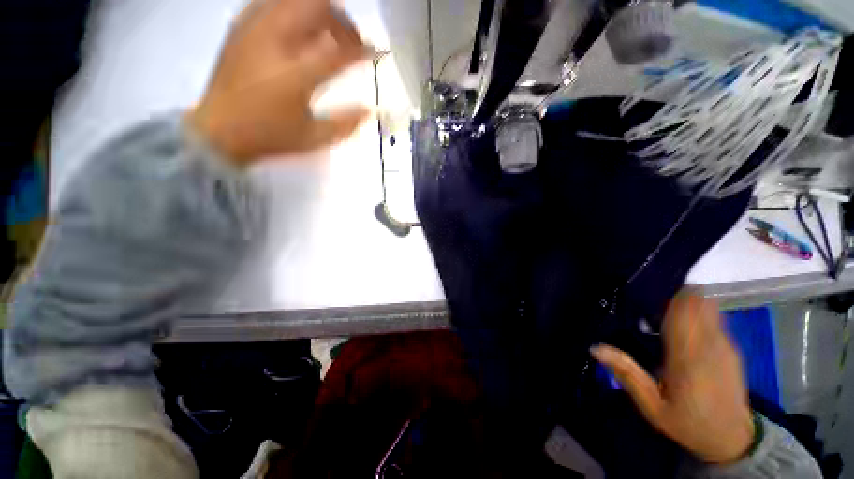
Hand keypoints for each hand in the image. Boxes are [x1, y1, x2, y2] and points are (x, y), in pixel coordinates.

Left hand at [187, 0, 372, 163]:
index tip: (377, 52)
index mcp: (297, 74)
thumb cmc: (269, 137)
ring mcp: (255, 29)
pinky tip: (298, 29)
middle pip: (317, 6)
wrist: (217, 131)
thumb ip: (345, 123)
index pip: (340, 51)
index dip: (363, 49)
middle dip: (341, 20)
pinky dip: (292, 9)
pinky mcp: (241, 27)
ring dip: (318, 10)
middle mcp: (275, 41)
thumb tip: (370, 111)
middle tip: (349, 41)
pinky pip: (272, 2)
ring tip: (326, 33)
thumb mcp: (313, 138)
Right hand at [591, 290, 754, 463]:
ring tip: (663, 305)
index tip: (646, 289)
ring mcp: (726, 345)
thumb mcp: (651, 406)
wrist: (732, 439)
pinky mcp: (732, 348)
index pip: (681, 314)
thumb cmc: (687, 422)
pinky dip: (697, 310)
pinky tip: (682, 319)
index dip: (667, 297)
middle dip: (675, 294)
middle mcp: (710, 346)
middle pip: (696, 304)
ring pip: (707, 307)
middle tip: (650, 297)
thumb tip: (595, 347)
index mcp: (687, 359)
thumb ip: (627, 374)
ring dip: (686, 300)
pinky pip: (714, 317)